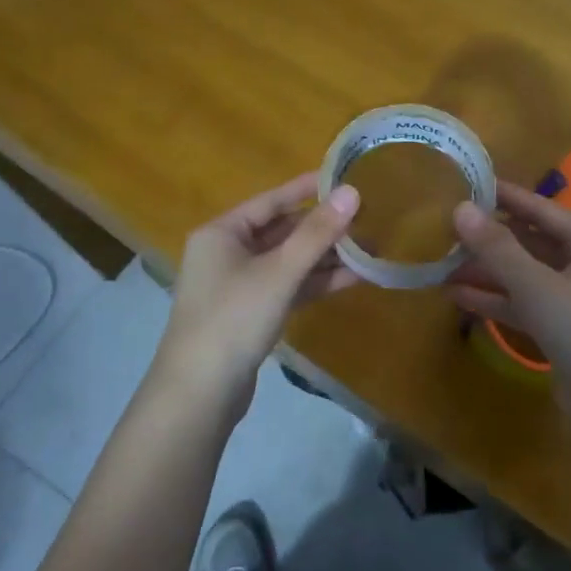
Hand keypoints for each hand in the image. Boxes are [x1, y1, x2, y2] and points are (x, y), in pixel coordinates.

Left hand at [151, 172, 361, 420]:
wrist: (200, 392)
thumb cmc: (234, 318)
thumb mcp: (279, 272)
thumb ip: (317, 233)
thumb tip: (353, 191)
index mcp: (222, 233)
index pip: (271, 201)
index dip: (307, 189)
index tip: (343, 178)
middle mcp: (227, 253)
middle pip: (282, 231)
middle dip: (323, 229)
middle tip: (367, 218)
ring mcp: (239, 286)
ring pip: (288, 262)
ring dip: (325, 257)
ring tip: (370, 248)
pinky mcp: (251, 314)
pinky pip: (288, 287)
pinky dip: (316, 283)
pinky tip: (352, 278)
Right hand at [448, 182, 570, 417]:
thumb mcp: (538, 286)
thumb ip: (498, 249)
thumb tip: (460, 208)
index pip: (542, 210)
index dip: (506, 196)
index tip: (469, 182)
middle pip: (530, 243)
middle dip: (490, 238)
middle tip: (446, 226)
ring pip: (523, 277)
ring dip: (486, 271)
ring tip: (442, 262)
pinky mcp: (560, 333)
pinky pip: (522, 306)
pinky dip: (494, 301)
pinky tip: (457, 297)